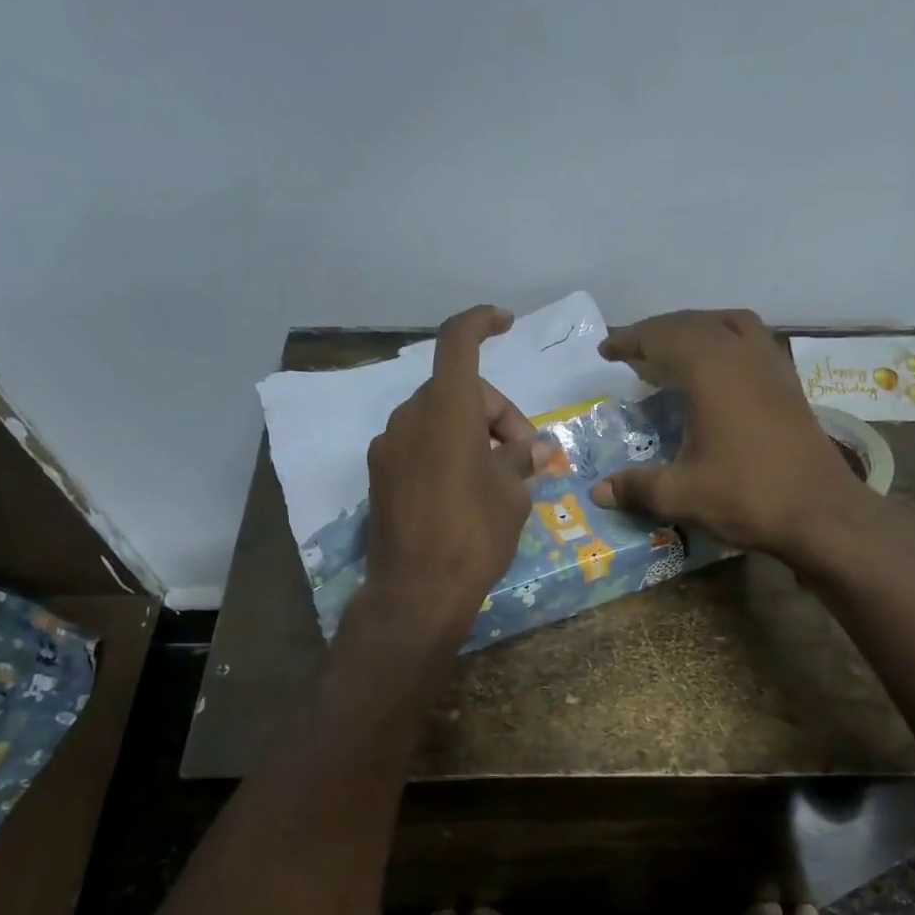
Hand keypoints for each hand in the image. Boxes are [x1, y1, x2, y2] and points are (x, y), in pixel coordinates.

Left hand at [361, 305, 537, 638]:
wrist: (416, 592)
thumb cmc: (474, 536)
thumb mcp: (512, 496)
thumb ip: (522, 460)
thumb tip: (535, 448)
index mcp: (445, 411)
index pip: (458, 341)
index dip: (481, 322)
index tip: (505, 323)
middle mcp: (409, 418)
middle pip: (456, 391)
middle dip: (495, 413)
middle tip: (524, 455)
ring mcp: (387, 447)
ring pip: (436, 419)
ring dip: (470, 433)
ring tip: (497, 476)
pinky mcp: (379, 475)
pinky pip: (418, 445)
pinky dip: (445, 451)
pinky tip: (464, 490)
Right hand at [589, 310, 880, 569]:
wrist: (820, 513)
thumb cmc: (747, 496)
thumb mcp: (681, 495)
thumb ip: (637, 488)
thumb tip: (599, 493)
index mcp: (712, 369)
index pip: (662, 338)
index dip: (630, 342)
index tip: (606, 351)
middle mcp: (743, 354)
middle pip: (695, 323)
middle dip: (660, 331)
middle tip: (634, 350)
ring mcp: (772, 366)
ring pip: (731, 324)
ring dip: (698, 328)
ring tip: (676, 349)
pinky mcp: (790, 384)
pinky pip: (752, 342)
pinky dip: (727, 342)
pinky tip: (719, 372)